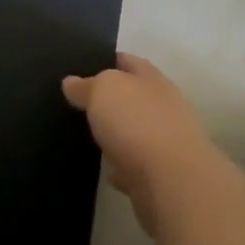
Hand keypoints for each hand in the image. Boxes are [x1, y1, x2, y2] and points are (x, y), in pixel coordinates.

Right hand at [63, 54, 222, 237]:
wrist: (172, 183)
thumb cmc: (137, 123)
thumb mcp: (102, 91)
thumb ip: (86, 85)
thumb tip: (71, 82)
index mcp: (152, 79)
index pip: (128, 61)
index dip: (107, 61)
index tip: (83, 66)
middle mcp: (163, 107)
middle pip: (133, 97)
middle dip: (111, 100)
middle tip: (79, 103)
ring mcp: (165, 142)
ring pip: (135, 132)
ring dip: (117, 135)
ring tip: (88, 135)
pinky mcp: (162, 176)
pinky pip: (135, 166)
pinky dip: (122, 167)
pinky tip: (106, 170)